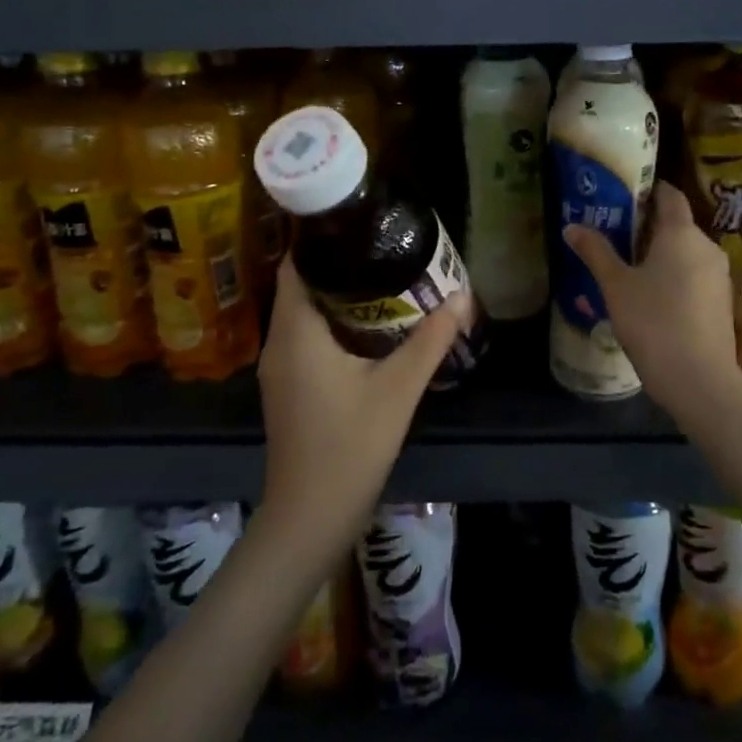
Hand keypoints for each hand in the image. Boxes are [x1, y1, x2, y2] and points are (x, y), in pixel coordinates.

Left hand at [256, 260, 467, 545]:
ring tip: (385, 276)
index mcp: (296, 333)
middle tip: (385, 247)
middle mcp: (279, 343)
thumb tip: (462, 297)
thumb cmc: (350, 447)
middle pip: (302, 285)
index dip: (321, 239)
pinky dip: (334, 322)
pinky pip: (308, 337)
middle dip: (341, 264)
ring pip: (306, 313)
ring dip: (340, 294)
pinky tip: (372, 325)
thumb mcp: (398, 390)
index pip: (295, 265)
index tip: (360, 223)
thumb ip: (430, 340)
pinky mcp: (289, 387)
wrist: (310, 518)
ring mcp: (280, 368)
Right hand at [562, 181, 741, 418]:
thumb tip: (572, 227)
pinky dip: (675, 276)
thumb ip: (596, 252)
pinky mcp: (721, 303)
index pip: (670, 195)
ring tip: (628, 266)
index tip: (625, 194)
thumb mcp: (616, 286)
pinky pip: (695, 276)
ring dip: (661, 254)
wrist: (700, 380)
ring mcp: (718, 276)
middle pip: (677, 225)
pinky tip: (652, 297)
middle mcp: (706, 246)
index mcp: (681, 233)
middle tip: (615, 233)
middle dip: (648, 226)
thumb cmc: (654, 322)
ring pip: (687, 253)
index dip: (649, 190)